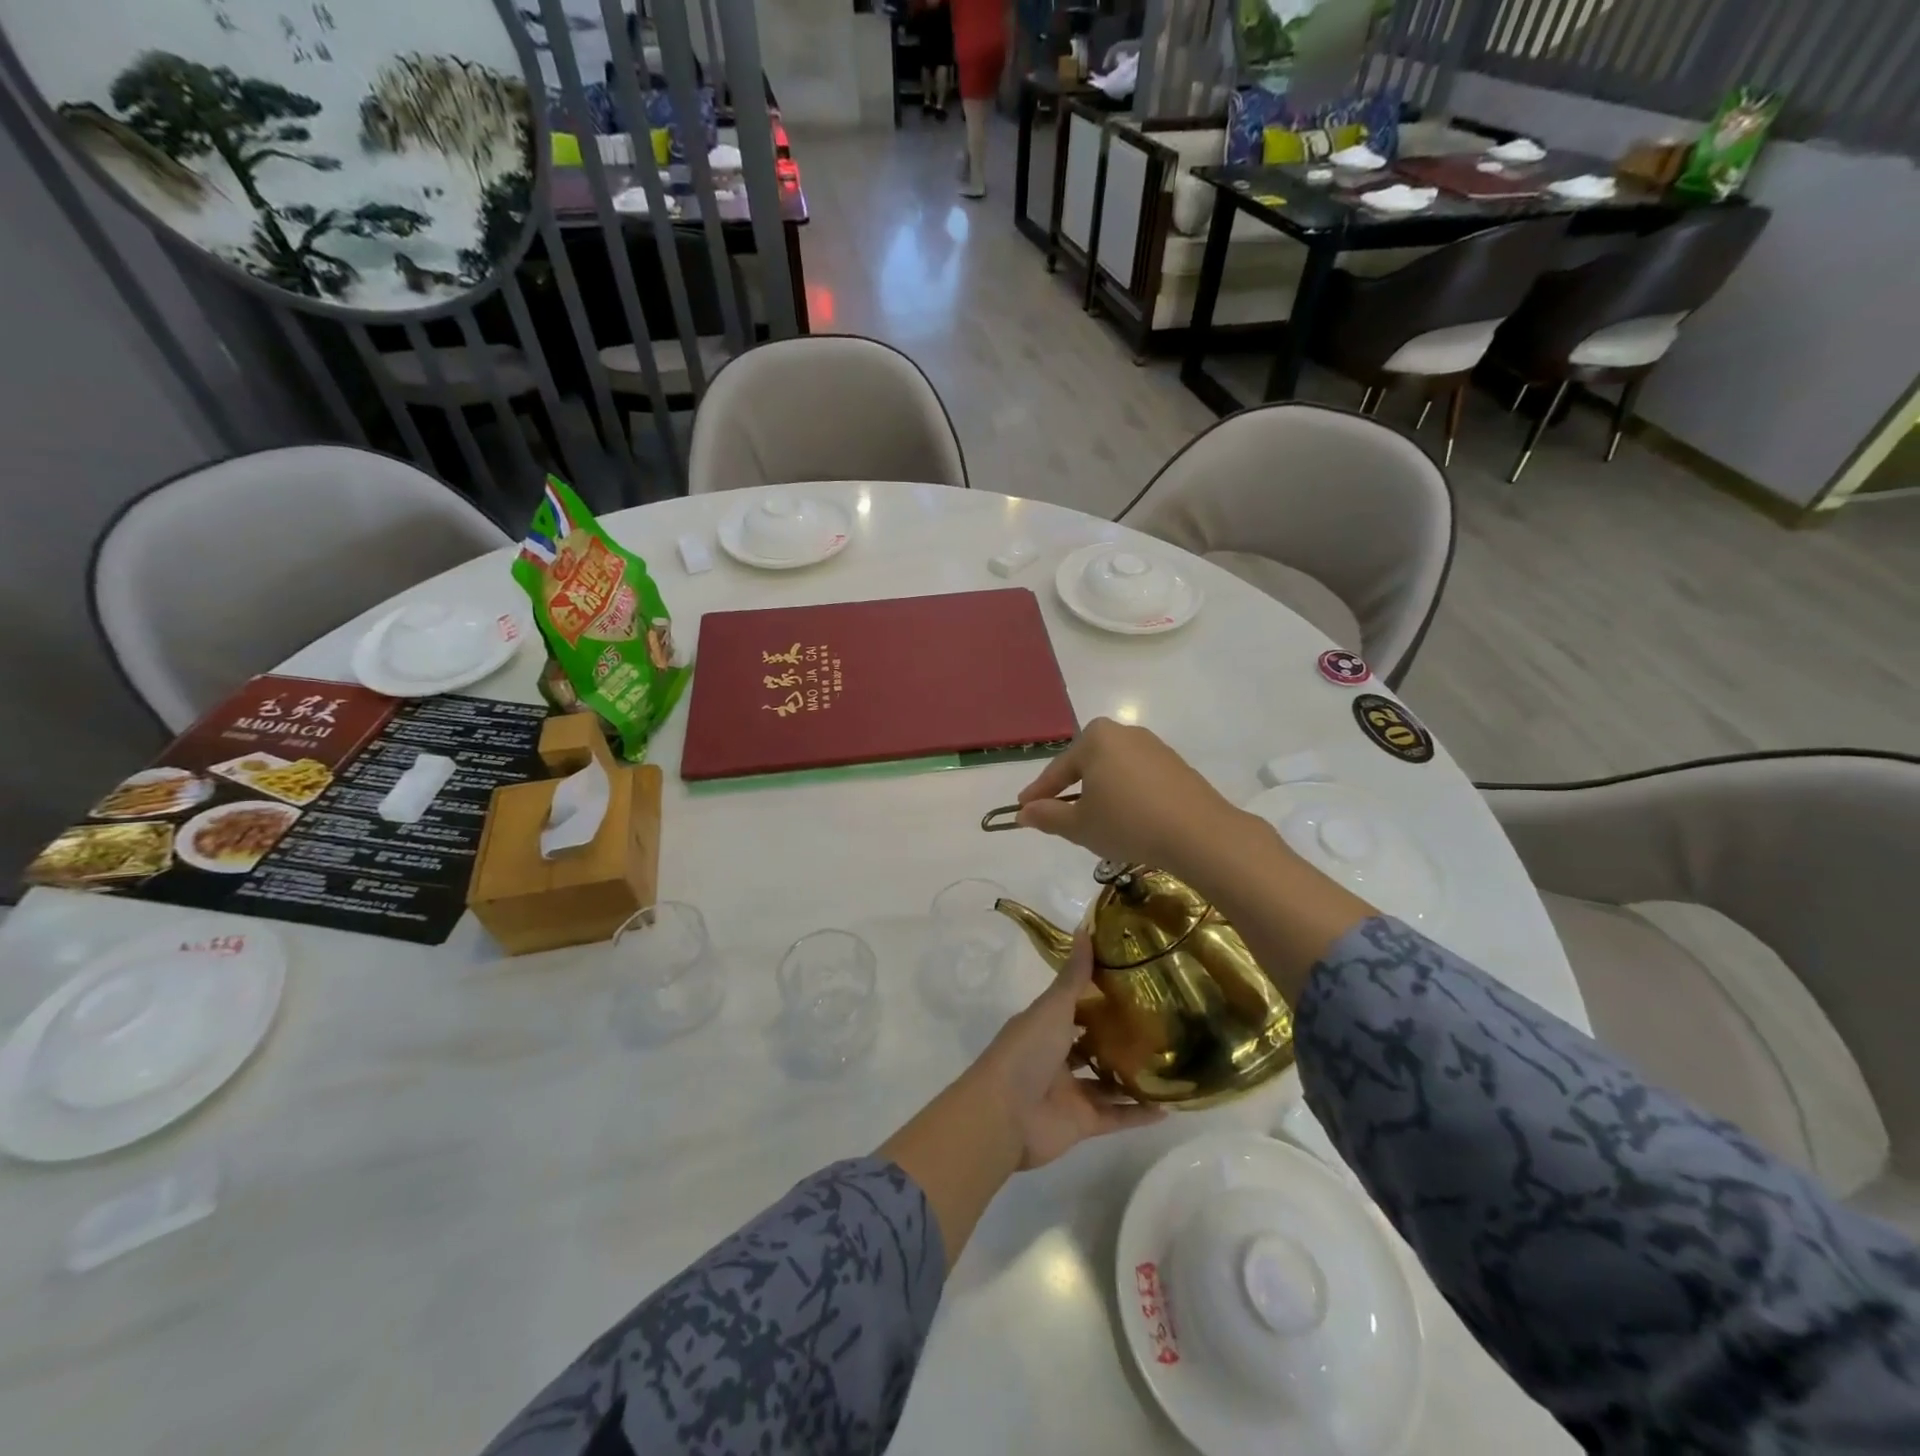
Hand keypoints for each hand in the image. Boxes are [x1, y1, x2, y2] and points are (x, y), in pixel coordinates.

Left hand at [964, 931, 1161, 1169]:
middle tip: (1161, 1024)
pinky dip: (1138, 1113)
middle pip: (1091, 1044)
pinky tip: (1169, 1107)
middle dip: (1119, 1037)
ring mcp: (1069, 1091)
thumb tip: (1086, 929)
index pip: (1074, 1007)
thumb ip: (1073, 977)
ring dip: (1132, 1075)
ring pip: (1106, 1082)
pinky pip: (1116, 1116)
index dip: (1099, 997)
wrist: (1004, 1116)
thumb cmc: (1026, 1052)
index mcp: (1044, 1026)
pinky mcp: (1082, 1123)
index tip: (1134, 984)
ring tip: (1172, 1063)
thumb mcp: (1052, 1008)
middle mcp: (1056, 1056)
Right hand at [1014, 718, 1240, 881]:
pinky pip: (1138, 778)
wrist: (1199, 833)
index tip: (1022, 810)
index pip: (1057, 769)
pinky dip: (1126, 796)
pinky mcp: (1176, 766)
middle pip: (1086, 765)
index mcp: (1095, 738)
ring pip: (1113, 771)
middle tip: (1057, 815)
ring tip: (1093, 822)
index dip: (1038, 794)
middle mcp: (1124, 733)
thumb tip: (1024, 813)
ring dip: (1099, 793)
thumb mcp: (1080, 825)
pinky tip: (1126, 820)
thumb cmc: (1128, 823)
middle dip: (1070, 790)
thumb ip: (1048, 815)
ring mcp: (1154, 747)